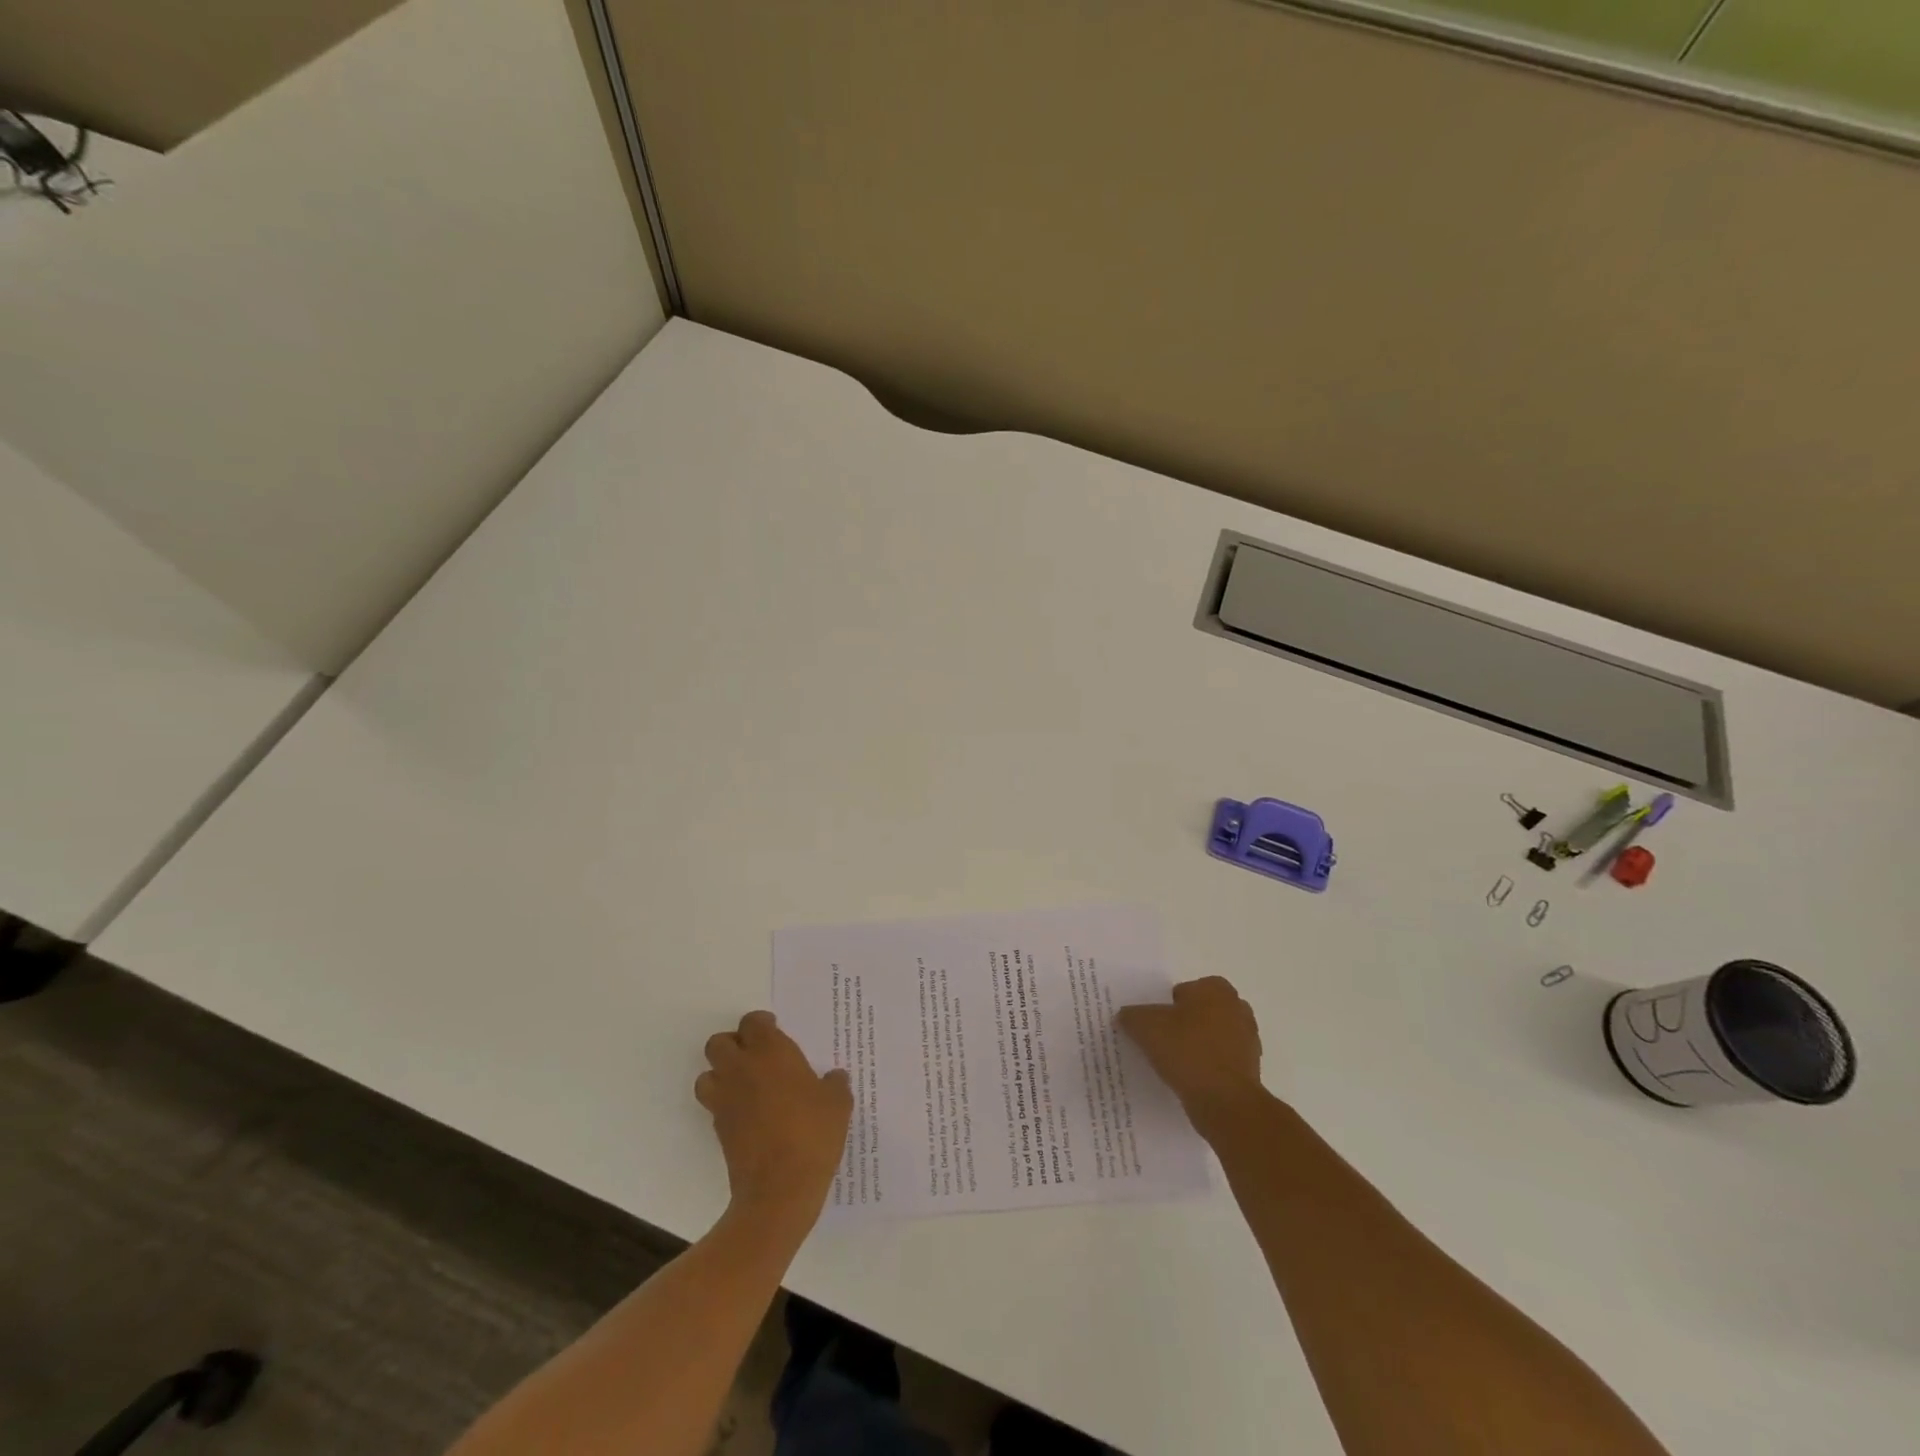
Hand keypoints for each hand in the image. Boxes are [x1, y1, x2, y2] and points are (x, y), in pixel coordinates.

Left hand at [696, 1011, 852, 1224]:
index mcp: (770, 1052)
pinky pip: (714, 1104)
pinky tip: (748, 1114)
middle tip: (757, 1055)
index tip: (775, 1031)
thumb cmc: (812, 1135)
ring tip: (745, 1084)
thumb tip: (833, 1078)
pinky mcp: (718, 1129)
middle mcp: (741, 1069)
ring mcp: (725, 1100)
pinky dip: (725, 1103)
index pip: (752, 1022)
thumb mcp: (838, 1104)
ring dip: (721, 1074)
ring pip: (707, 1073)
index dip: (762, 1024)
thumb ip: (834, 1084)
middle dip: (734, 1045)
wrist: (779, 1190)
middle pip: (718, 1043)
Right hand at [1116, 976, 1264, 1132]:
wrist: (1225, 1102)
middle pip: (1200, 1012)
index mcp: (1216, 989)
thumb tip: (1126, 1016)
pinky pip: (1221, 1061)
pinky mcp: (1251, 1069)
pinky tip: (1190, 1080)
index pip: (1185, 990)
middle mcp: (1237, 1008)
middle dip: (1185, 1024)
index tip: (1155, 1025)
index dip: (1167, 1006)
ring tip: (1174, 1064)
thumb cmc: (1187, 1051)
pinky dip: (1208, 1068)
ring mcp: (1248, 1040)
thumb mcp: (1145, 1027)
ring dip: (1197, 1047)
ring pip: (1212, 1037)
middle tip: (1162, 1041)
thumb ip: (1132, 1016)